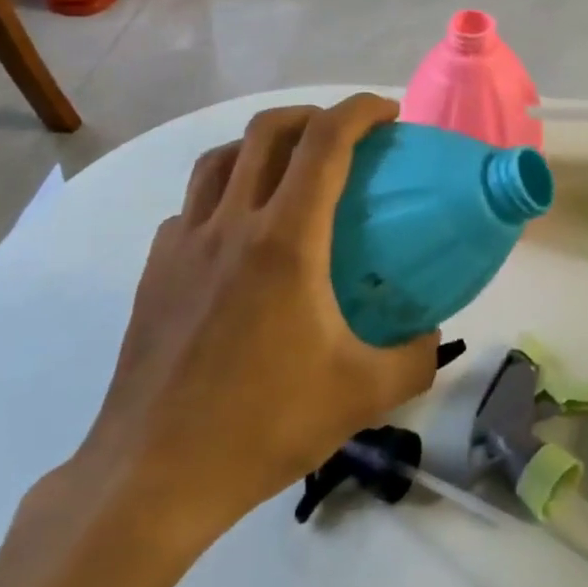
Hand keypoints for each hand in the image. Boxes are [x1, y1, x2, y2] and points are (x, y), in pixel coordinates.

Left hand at [66, 95, 440, 541]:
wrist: (154, 475)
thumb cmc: (264, 424)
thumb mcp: (363, 395)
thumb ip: (416, 358)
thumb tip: (433, 335)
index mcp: (286, 240)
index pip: (326, 142)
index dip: (361, 111)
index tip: (388, 114)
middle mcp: (231, 223)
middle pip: (267, 131)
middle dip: (311, 115)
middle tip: (342, 136)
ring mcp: (184, 243)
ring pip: (220, 159)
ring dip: (260, 145)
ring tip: (288, 169)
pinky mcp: (155, 269)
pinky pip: (192, 206)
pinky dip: (222, 194)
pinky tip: (236, 233)